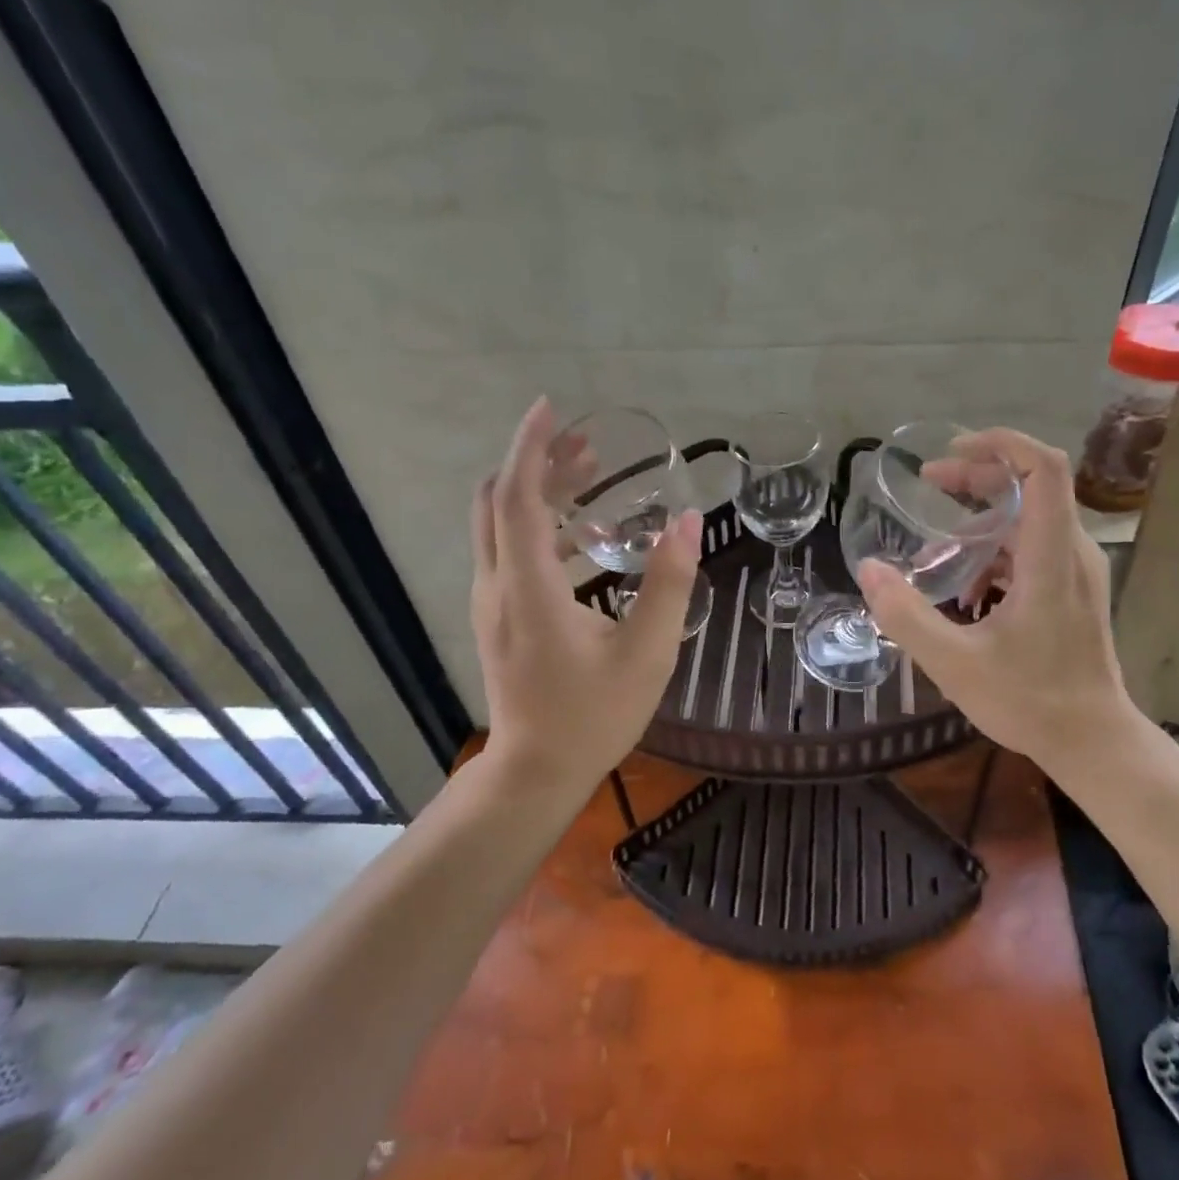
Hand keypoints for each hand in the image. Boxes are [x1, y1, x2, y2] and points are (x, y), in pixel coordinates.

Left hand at [471, 398, 700, 793]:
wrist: (536, 771)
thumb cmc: (593, 715)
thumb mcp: (646, 652)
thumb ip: (669, 584)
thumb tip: (687, 522)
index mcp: (529, 588)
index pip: (517, 497)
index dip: (532, 448)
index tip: (551, 408)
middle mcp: (498, 586)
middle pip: (499, 502)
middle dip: (538, 462)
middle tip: (588, 445)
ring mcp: (491, 603)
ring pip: (499, 526)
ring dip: (538, 493)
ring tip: (590, 476)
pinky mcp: (497, 618)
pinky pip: (508, 552)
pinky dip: (538, 526)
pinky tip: (584, 537)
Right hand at [856, 429, 1138, 767]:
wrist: (1092, 742)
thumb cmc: (1030, 701)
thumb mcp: (954, 663)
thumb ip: (906, 615)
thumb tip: (869, 569)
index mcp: (1051, 558)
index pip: (1044, 469)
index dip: (1001, 444)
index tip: (952, 450)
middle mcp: (1072, 552)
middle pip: (1031, 485)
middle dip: (978, 476)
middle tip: (930, 484)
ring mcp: (1076, 571)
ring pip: (1029, 518)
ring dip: (981, 518)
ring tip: (933, 546)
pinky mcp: (1071, 590)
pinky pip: (1031, 549)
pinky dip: (993, 550)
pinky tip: (963, 589)